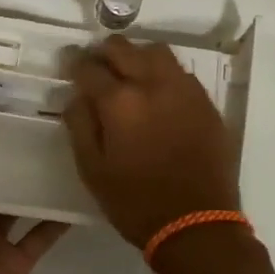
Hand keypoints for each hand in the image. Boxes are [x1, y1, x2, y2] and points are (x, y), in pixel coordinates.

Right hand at [64, 35, 239, 247]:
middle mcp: (153, 84)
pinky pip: (180, 72)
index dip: (74, 62)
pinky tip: (157, 92)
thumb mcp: (92, 170)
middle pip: (123, 48)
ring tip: (127, 72)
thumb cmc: (135, 202)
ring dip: (136, 55)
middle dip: (103, 51)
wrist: (198, 225)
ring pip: (156, 52)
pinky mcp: (206, 103)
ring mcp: (184, 90)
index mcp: (120, 101)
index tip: (68, 64)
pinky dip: (162, 72)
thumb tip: (76, 97)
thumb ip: (79, 125)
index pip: (89, 67)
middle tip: (95, 64)